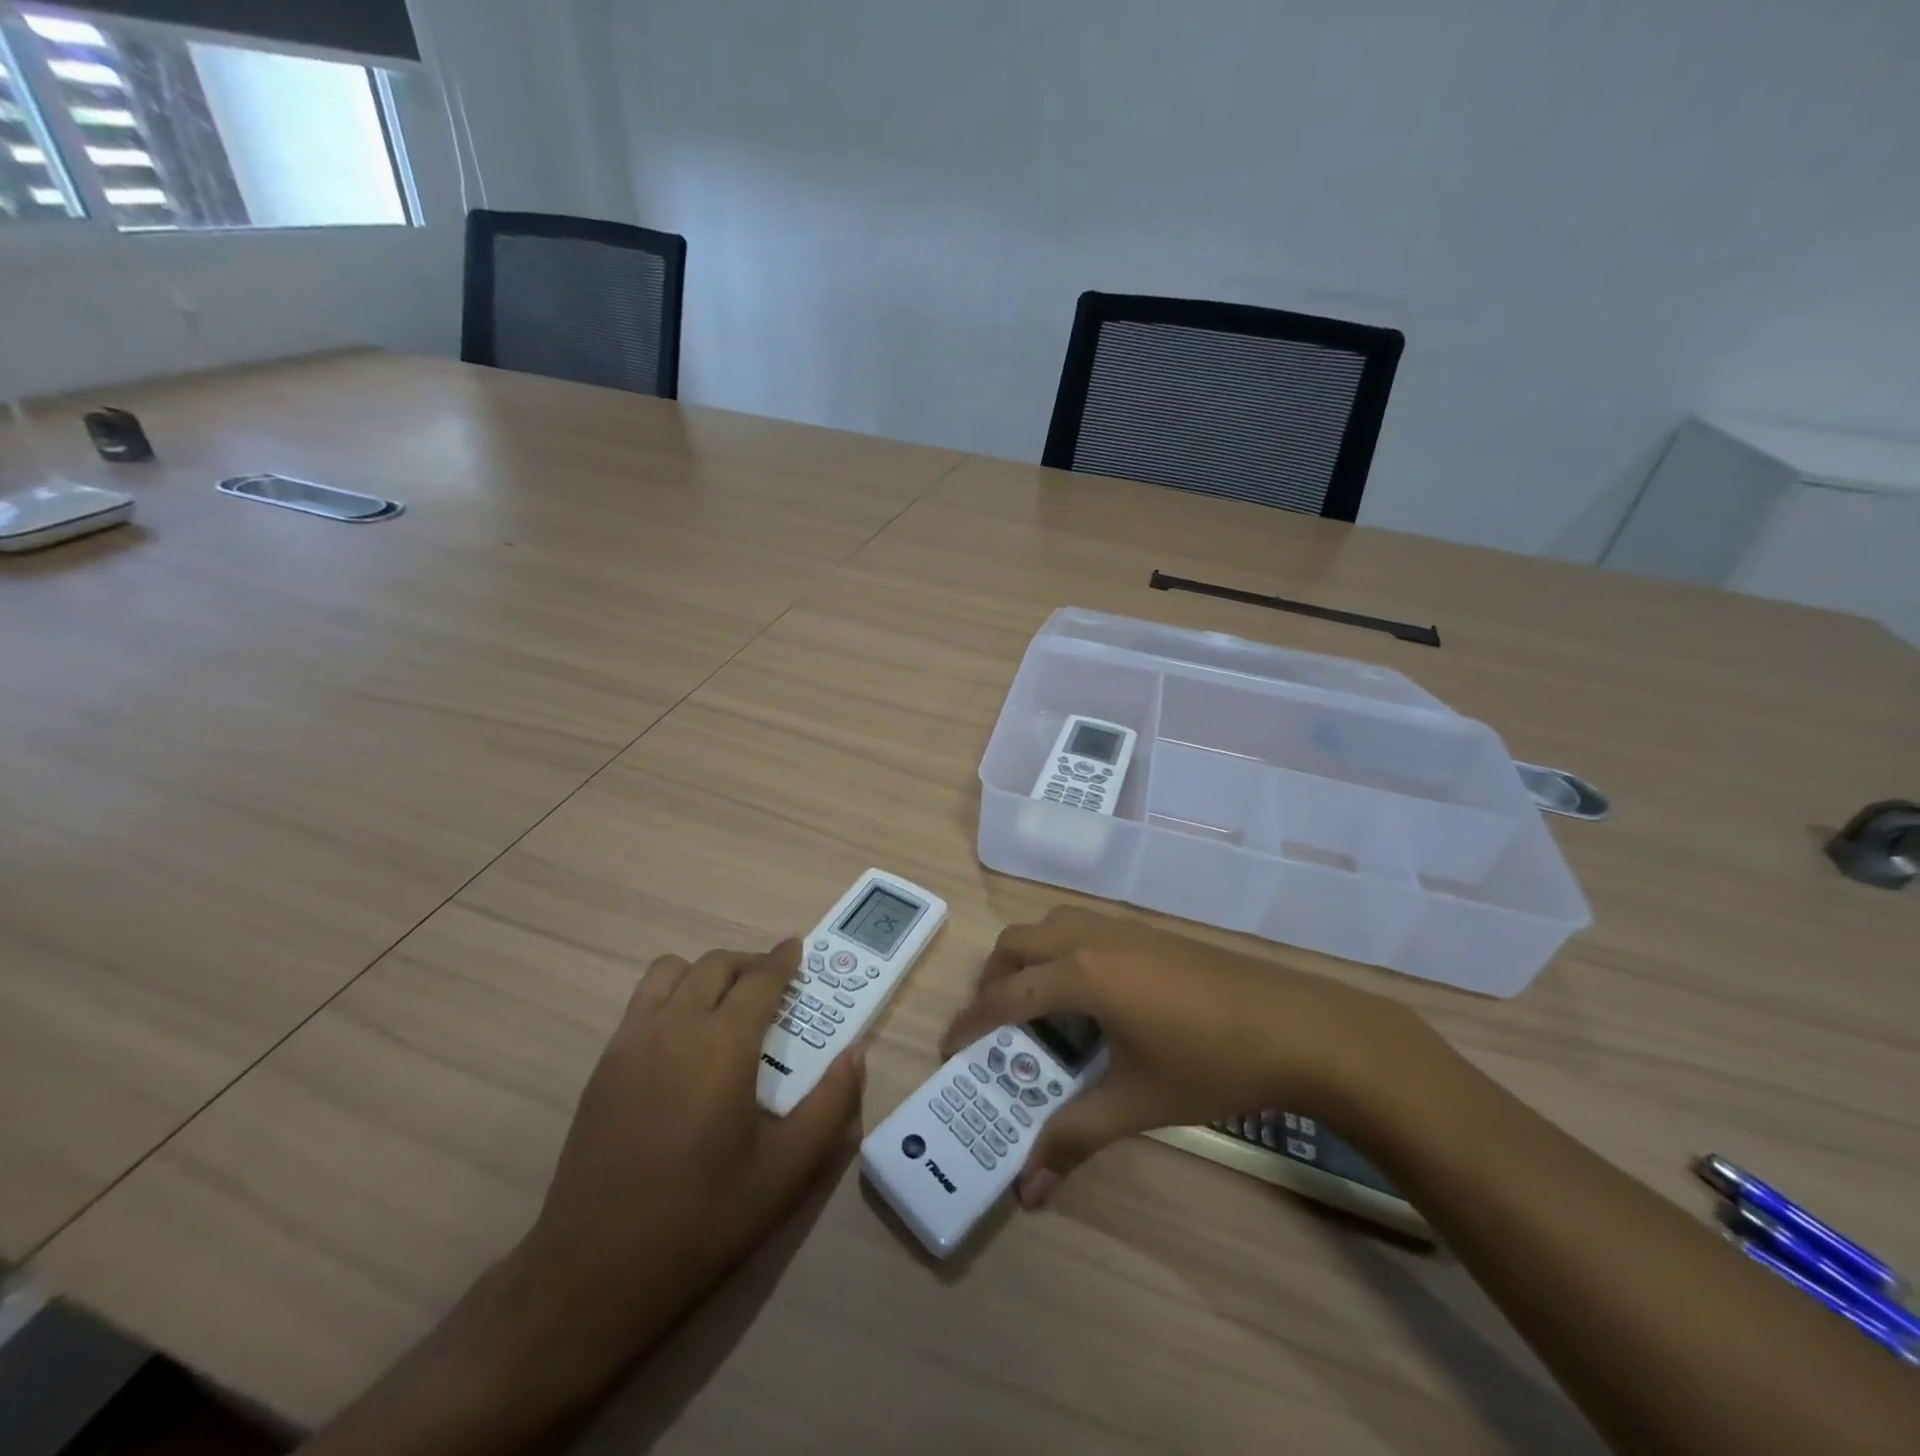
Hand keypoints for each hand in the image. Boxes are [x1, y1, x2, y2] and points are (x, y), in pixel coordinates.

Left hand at [512, 939, 862, 1378]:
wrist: (594, 1272)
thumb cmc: (701, 1220)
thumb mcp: (785, 1172)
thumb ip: (830, 1105)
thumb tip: (857, 1053)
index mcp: (724, 1045)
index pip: (760, 979)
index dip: (783, 959)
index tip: (798, 948)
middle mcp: (676, 1026)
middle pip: (716, 965)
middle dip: (749, 963)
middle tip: (773, 983)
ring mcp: (632, 1042)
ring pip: (671, 971)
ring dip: (705, 972)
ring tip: (725, 1002)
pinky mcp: (604, 1064)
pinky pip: (642, 1001)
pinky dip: (671, 995)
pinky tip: (683, 1037)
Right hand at [940, 906, 1416, 1209]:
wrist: (1295, 1026)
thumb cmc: (1210, 1064)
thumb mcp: (1136, 1103)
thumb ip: (1075, 1139)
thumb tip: (1028, 1194)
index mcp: (1081, 975)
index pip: (1006, 995)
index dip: (972, 1022)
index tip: (950, 1048)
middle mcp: (1090, 938)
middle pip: (1017, 943)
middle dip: (992, 980)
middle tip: (992, 1026)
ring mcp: (1121, 928)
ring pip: (1048, 926)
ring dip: (1026, 958)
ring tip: (1033, 1006)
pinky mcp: (1145, 931)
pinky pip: (1079, 927)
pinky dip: (1058, 951)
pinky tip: (1086, 995)